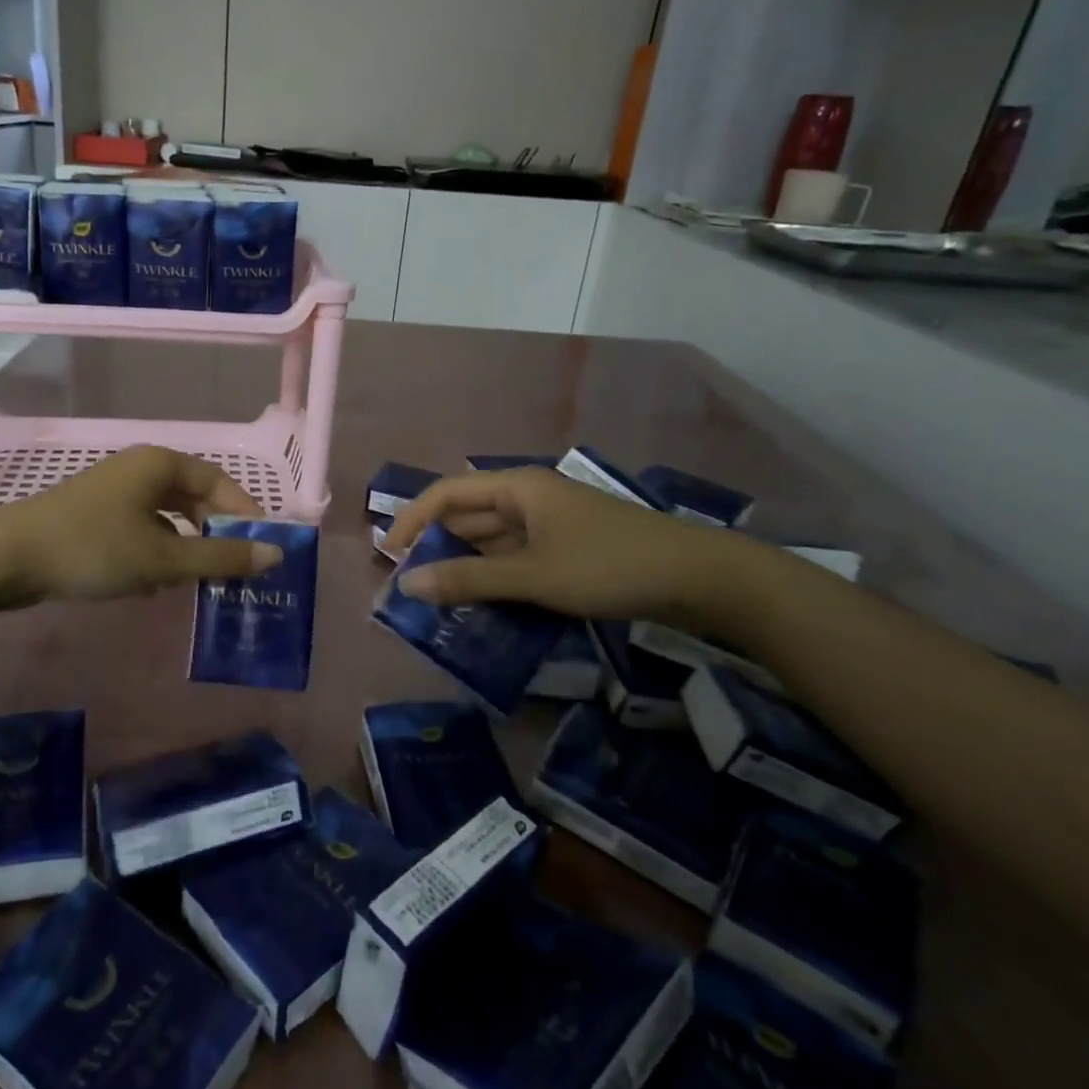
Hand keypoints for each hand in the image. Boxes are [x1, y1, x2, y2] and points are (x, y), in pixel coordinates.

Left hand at [0, 445, 280, 607]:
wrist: (7, 558)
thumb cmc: (93, 548)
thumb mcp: (163, 558)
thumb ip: (221, 558)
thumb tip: (276, 556)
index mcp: (160, 464)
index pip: (219, 482)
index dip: (245, 513)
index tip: (262, 549)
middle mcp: (139, 469)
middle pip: (193, 498)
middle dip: (214, 534)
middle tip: (232, 570)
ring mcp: (114, 492)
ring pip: (166, 518)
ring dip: (185, 549)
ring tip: (196, 583)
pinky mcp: (95, 516)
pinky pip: (141, 530)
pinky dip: (156, 553)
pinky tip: (153, 586)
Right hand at [383, 466, 743, 622]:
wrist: (699, 578)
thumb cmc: (607, 565)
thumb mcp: (532, 575)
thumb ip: (468, 581)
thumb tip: (407, 585)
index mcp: (516, 487)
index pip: (447, 494)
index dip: (413, 521)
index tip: (389, 555)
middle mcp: (529, 497)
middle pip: (468, 515)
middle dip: (437, 546)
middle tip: (410, 584)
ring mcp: (551, 523)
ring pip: (493, 539)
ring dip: (466, 564)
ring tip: (438, 597)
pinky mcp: (568, 547)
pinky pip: (517, 556)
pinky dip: (496, 575)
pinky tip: (484, 601)